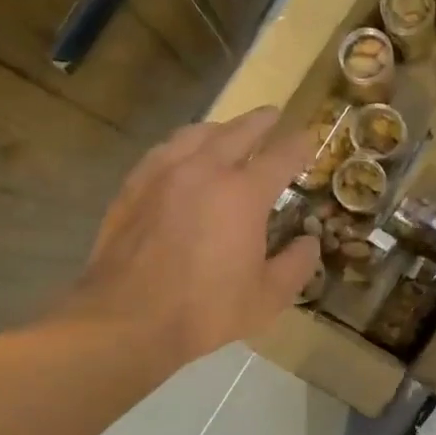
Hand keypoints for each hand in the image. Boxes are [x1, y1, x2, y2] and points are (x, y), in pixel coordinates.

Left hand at [67, 108, 319, 365]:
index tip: (309, 140)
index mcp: (243, 194)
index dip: (299, 145)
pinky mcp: (133, 186)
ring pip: (196, 134)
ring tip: (228, 130)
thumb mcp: (266, 298)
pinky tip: (181, 154)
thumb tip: (309, 242)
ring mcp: (163, 174)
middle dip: (260, 122)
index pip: (280, 156)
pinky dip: (182, 144)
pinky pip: (164, 150)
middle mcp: (204, 170)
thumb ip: (296, 265)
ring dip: (220, 128)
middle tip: (272, 116)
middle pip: (238, 132)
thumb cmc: (203, 311)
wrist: (126, 319)